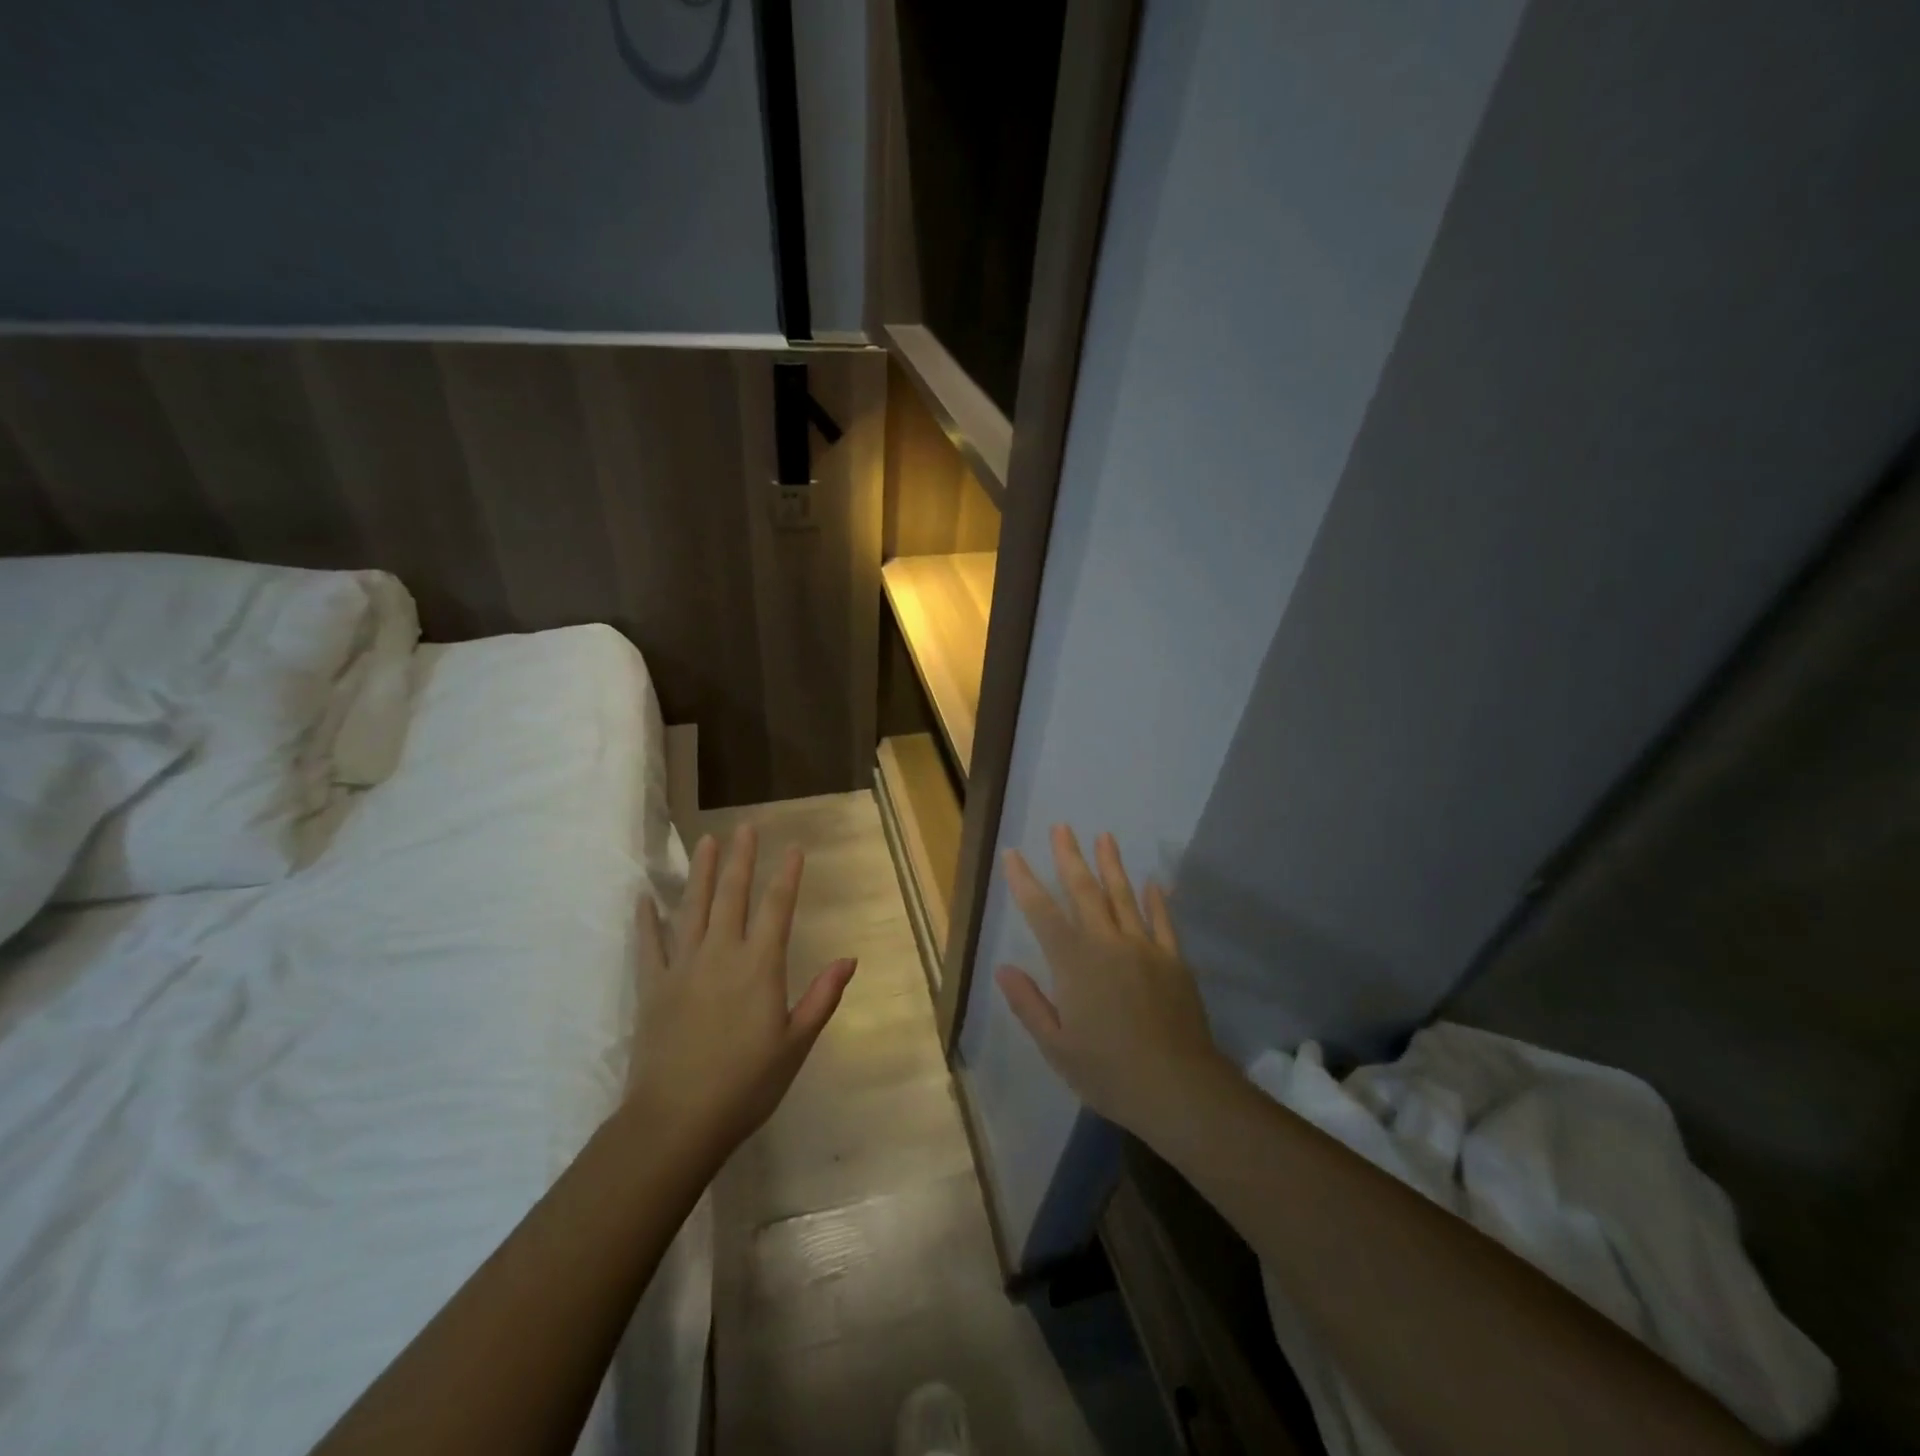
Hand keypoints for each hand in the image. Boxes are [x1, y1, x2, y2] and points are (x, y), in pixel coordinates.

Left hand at [627, 826, 856, 1156]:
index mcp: (759, 967)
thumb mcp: (796, 1044)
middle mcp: (721, 954)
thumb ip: (821, 997)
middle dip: (741, 859)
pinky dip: (647, 919)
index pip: (777, 908)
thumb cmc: (746, 1085)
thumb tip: (849, 959)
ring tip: (706, 842)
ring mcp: (682, 967)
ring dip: (701, 873)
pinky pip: (649, 945)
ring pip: (692, 908)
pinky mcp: (653, 987)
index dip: (787, 875)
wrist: (676, 1121)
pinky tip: (644, 897)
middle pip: (732, 895)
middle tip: (745, 827)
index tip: (794, 847)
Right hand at [997, 826, 1230, 1141]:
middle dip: (1070, 857)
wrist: (1179, 1089)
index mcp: (1074, 964)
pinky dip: (1156, 900)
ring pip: (1123, 896)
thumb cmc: (1109, 1073)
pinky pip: (1162, 922)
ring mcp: (1144, 948)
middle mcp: (1107, 944)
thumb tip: (1003, 969)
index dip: (1024, 881)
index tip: (1013, 854)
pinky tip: (1153, 882)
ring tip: (1104, 836)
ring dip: (1111, 865)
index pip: (1042, 913)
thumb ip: (1029, 1004)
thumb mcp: (1057, 1047)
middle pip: (1084, 892)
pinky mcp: (1173, 960)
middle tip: (1062, 827)